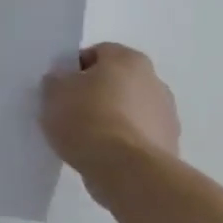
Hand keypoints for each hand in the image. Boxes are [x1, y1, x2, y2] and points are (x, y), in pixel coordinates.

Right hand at [41, 43, 180, 197]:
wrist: (125, 169)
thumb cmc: (86, 118)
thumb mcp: (53, 91)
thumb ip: (57, 80)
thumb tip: (64, 82)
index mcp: (128, 59)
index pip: (97, 53)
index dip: (74, 69)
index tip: (60, 87)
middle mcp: (155, 82)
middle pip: (116, 82)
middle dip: (96, 93)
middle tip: (69, 110)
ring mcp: (167, 117)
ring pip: (129, 110)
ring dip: (111, 118)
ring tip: (84, 136)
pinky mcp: (170, 147)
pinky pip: (137, 136)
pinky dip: (122, 142)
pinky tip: (100, 154)